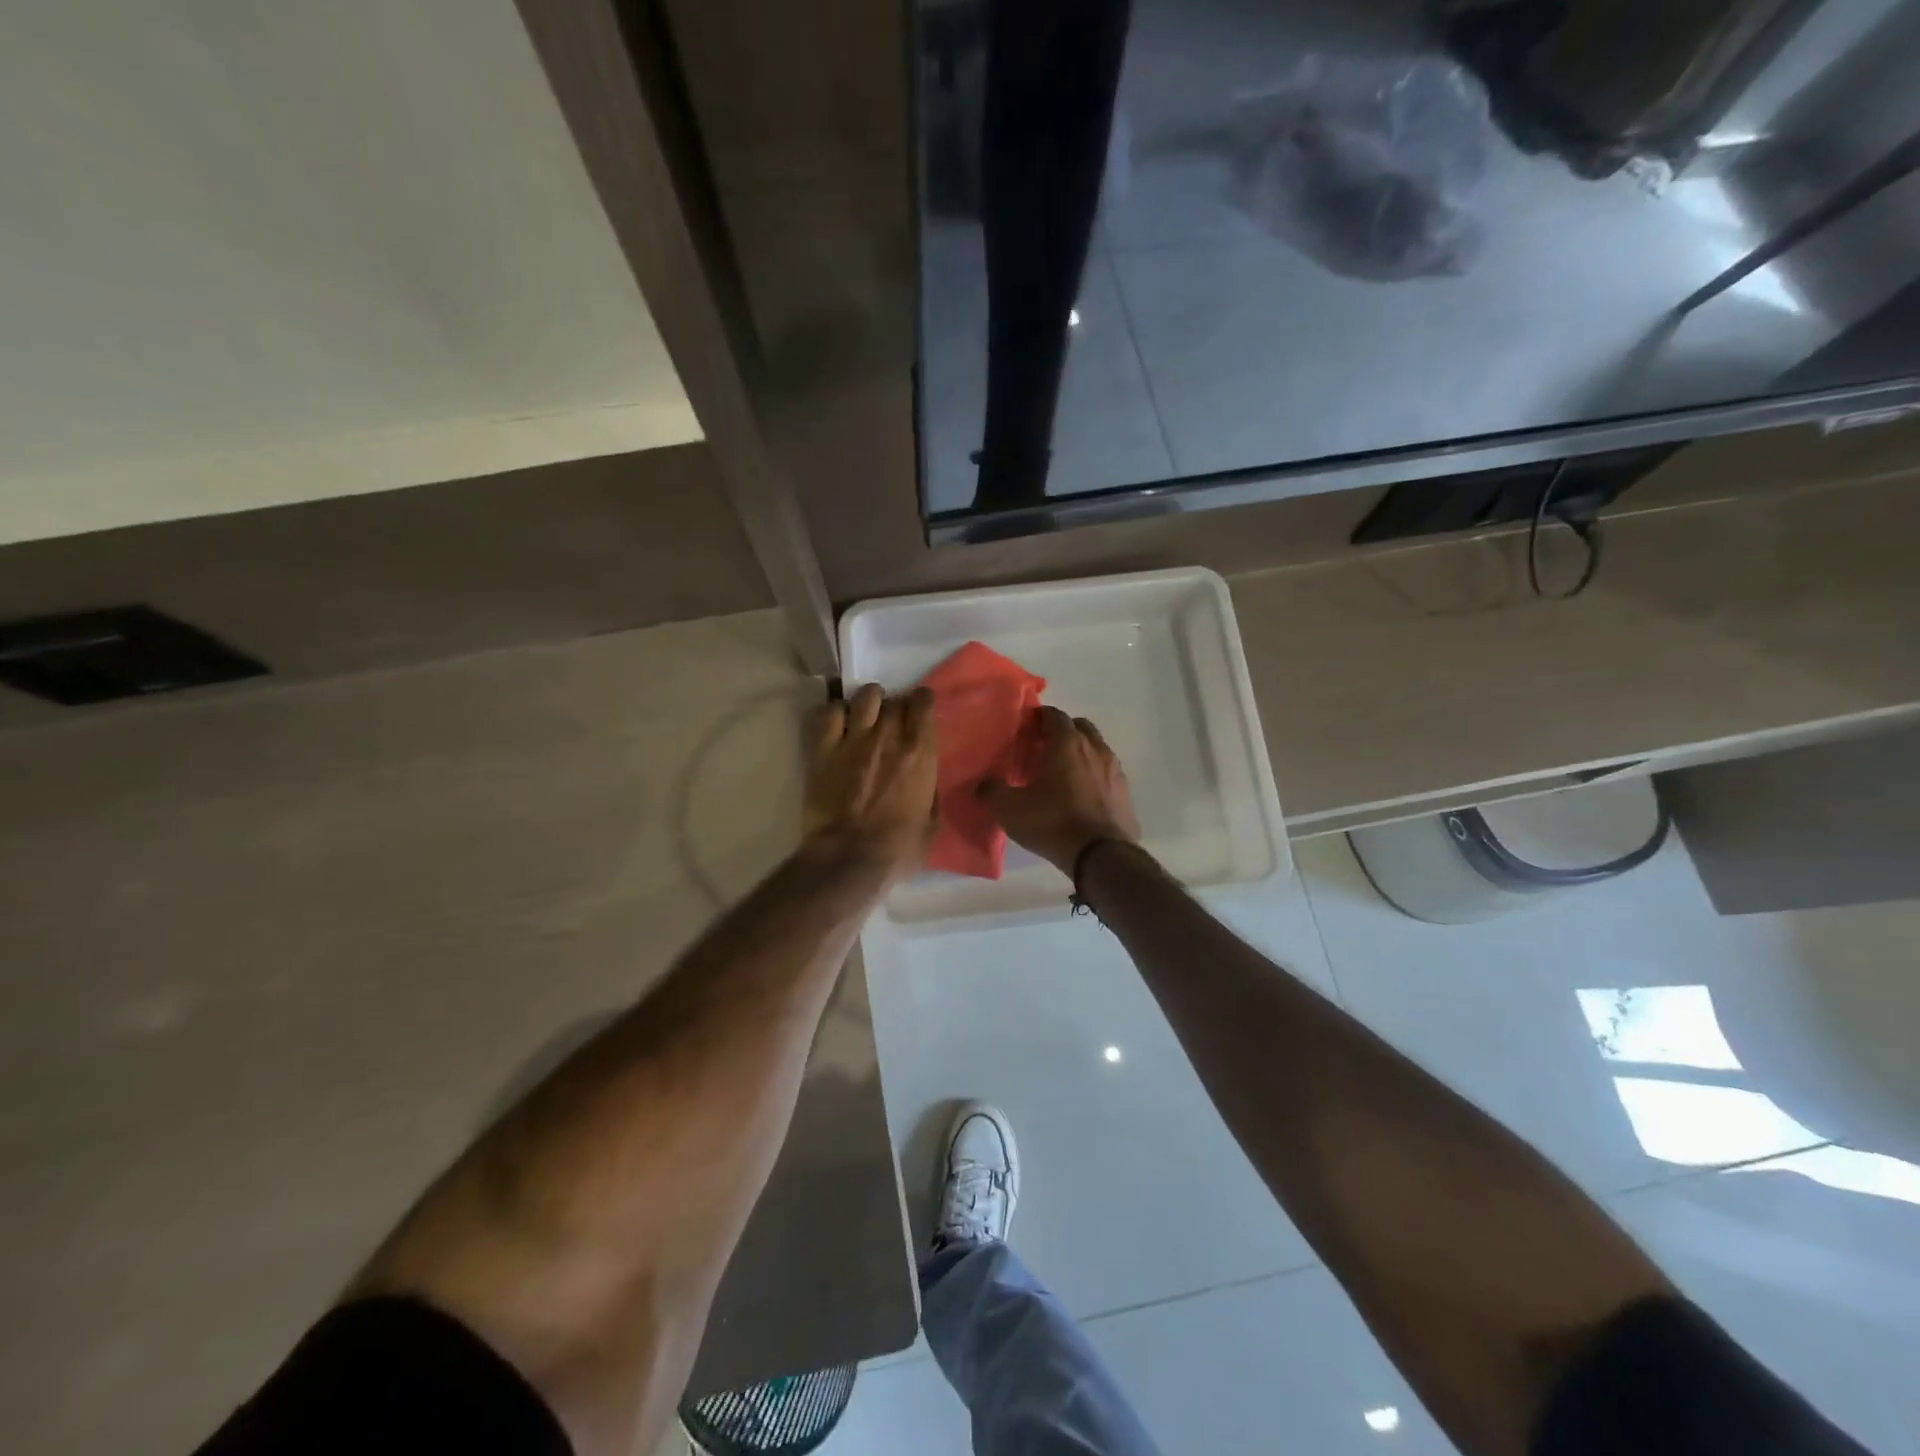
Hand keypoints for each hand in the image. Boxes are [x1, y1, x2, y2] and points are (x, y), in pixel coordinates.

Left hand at [802, 683, 938, 881]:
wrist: (849, 859)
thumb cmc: (897, 850)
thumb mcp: (931, 824)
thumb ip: (930, 794)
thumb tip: (925, 783)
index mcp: (920, 753)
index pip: (923, 703)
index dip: (921, 704)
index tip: (919, 714)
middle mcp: (889, 736)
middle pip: (895, 700)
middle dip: (895, 708)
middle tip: (891, 725)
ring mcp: (854, 738)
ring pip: (865, 696)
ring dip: (868, 703)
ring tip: (865, 718)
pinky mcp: (824, 749)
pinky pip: (830, 712)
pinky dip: (836, 713)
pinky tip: (838, 726)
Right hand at [980, 707, 1139, 876]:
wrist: (1101, 855)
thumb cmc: (1052, 822)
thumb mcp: (1009, 809)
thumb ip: (991, 791)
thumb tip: (983, 784)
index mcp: (1067, 743)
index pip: (1054, 715)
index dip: (1038, 718)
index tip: (1026, 729)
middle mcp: (1095, 748)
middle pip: (1079, 727)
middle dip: (1062, 732)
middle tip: (1043, 749)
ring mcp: (1115, 770)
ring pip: (1096, 749)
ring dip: (1081, 753)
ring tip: (1062, 774)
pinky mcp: (1126, 792)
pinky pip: (1107, 774)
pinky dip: (1094, 776)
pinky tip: (1082, 796)